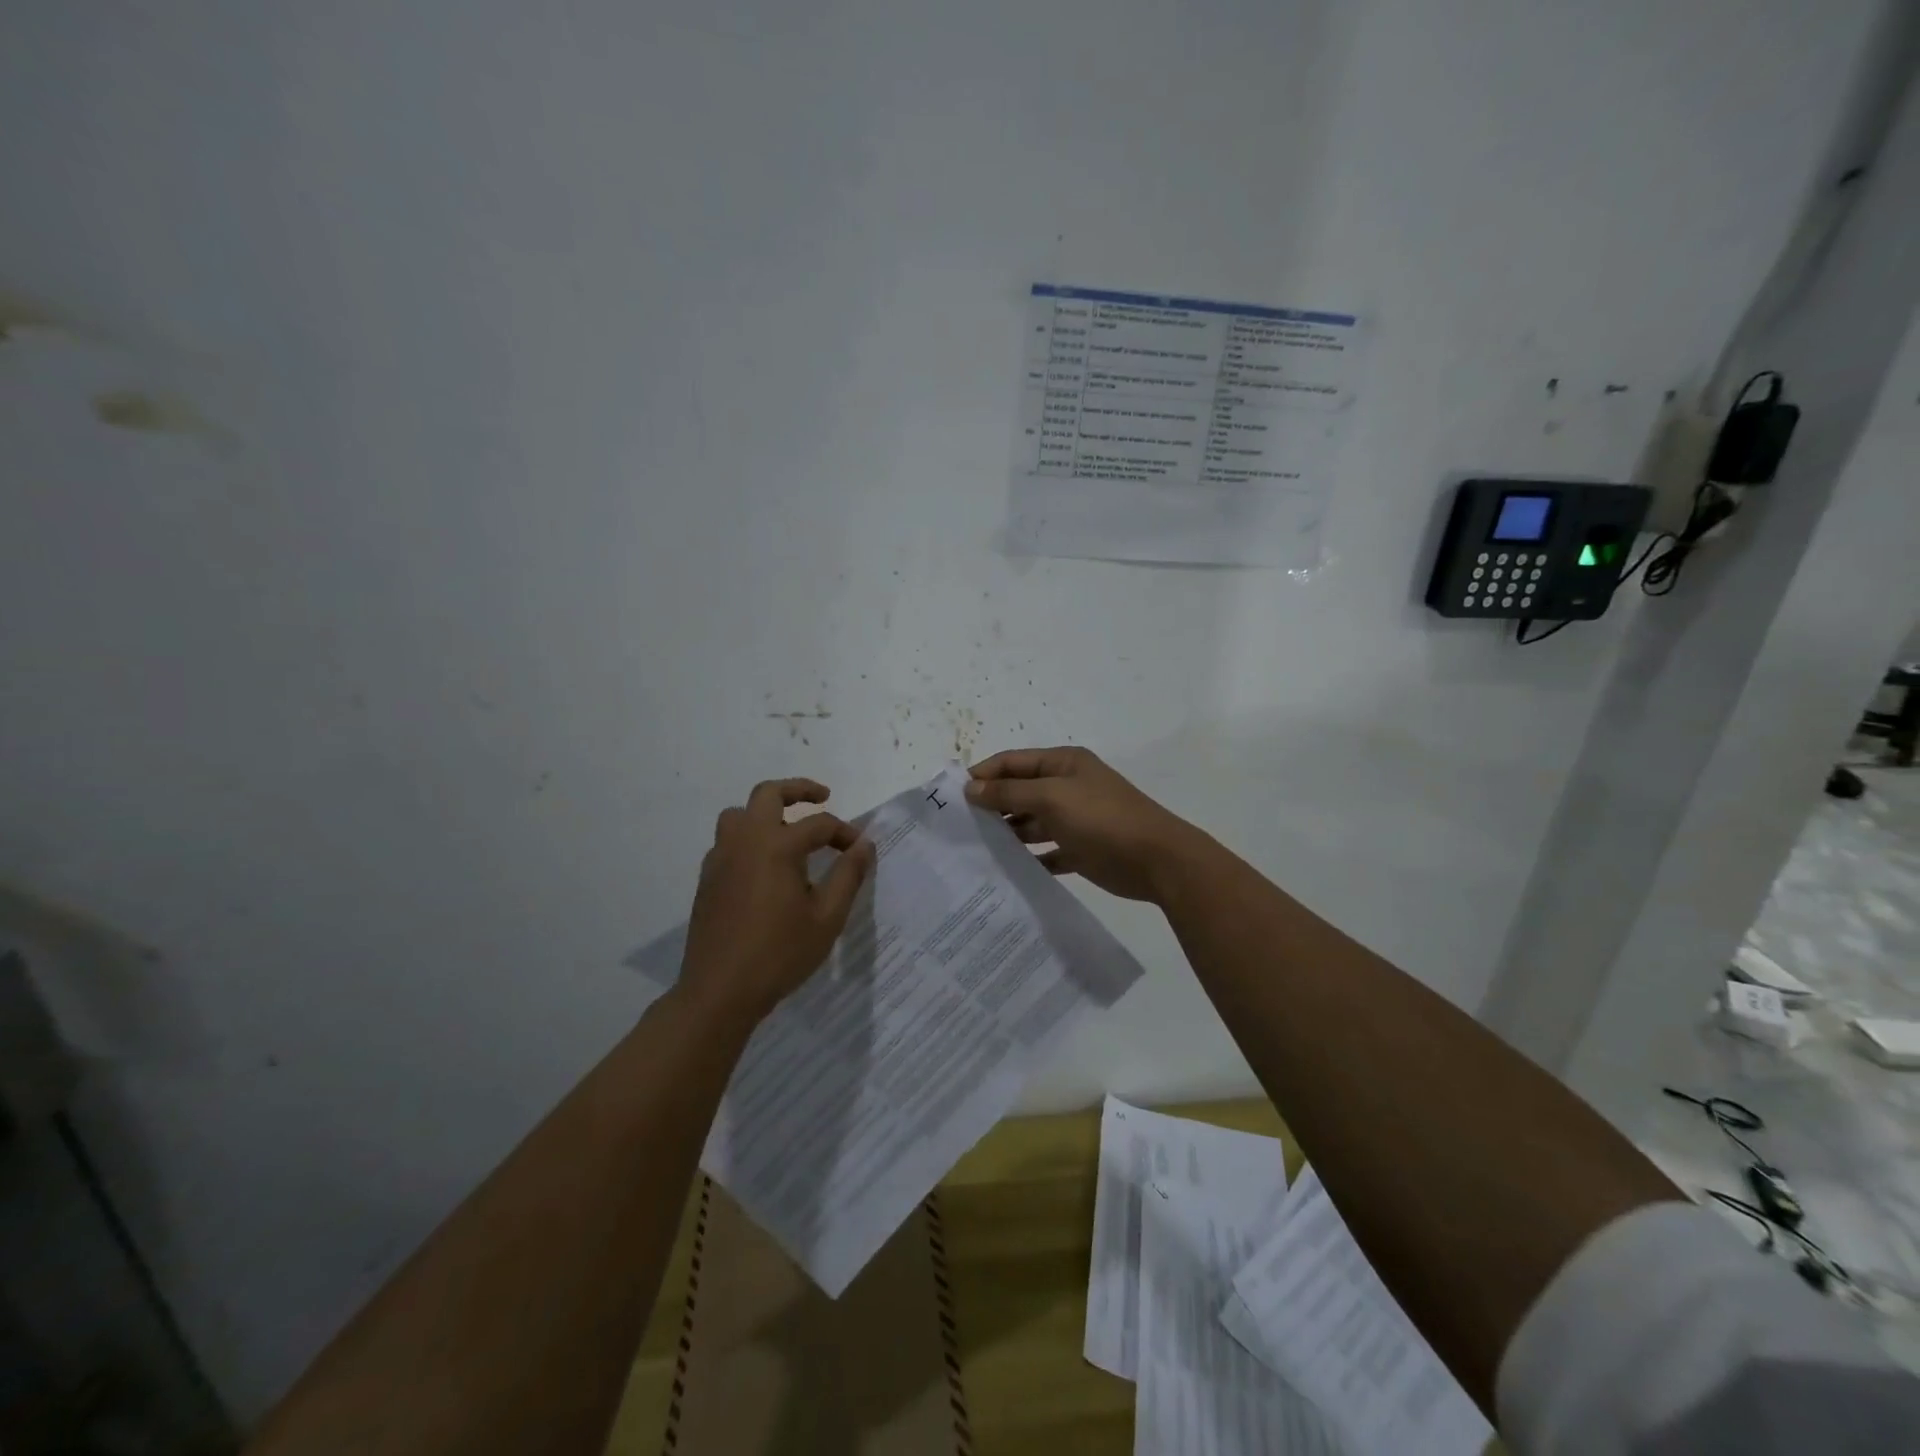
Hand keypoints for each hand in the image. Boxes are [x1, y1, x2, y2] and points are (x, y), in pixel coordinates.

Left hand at [679, 778, 874, 1025]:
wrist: (720, 991)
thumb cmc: (780, 954)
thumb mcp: (827, 917)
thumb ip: (848, 875)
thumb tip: (864, 845)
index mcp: (777, 846)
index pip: (819, 824)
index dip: (845, 833)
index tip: (860, 850)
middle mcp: (745, 841)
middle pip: (768, 794)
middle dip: (798, 789)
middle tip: (823, 797)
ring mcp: (721, 858)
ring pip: (739, 814)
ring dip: (766, 812)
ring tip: (788, 830)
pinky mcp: (707, 879)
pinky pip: (728, 841)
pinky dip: (749, 838)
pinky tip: (764, 866)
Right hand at [965, 747, 1204, 902]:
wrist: (1157, 860)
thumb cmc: (1102, 818)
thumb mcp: (1051, 798)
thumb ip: (1009, 792)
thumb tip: (971, 788)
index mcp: (1063, 764)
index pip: (1012, 761)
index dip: (983, 774)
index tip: (952, 796)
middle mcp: (1067, 787)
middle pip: (1020, 791)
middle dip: (992, 805)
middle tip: (959, 827)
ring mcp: (1075, 819)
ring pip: (1031, 823)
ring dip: (1008, 833)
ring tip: (975, 849)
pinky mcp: (1081, 849)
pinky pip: (1047, 851)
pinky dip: (1029, 858)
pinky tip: (1006, 870)